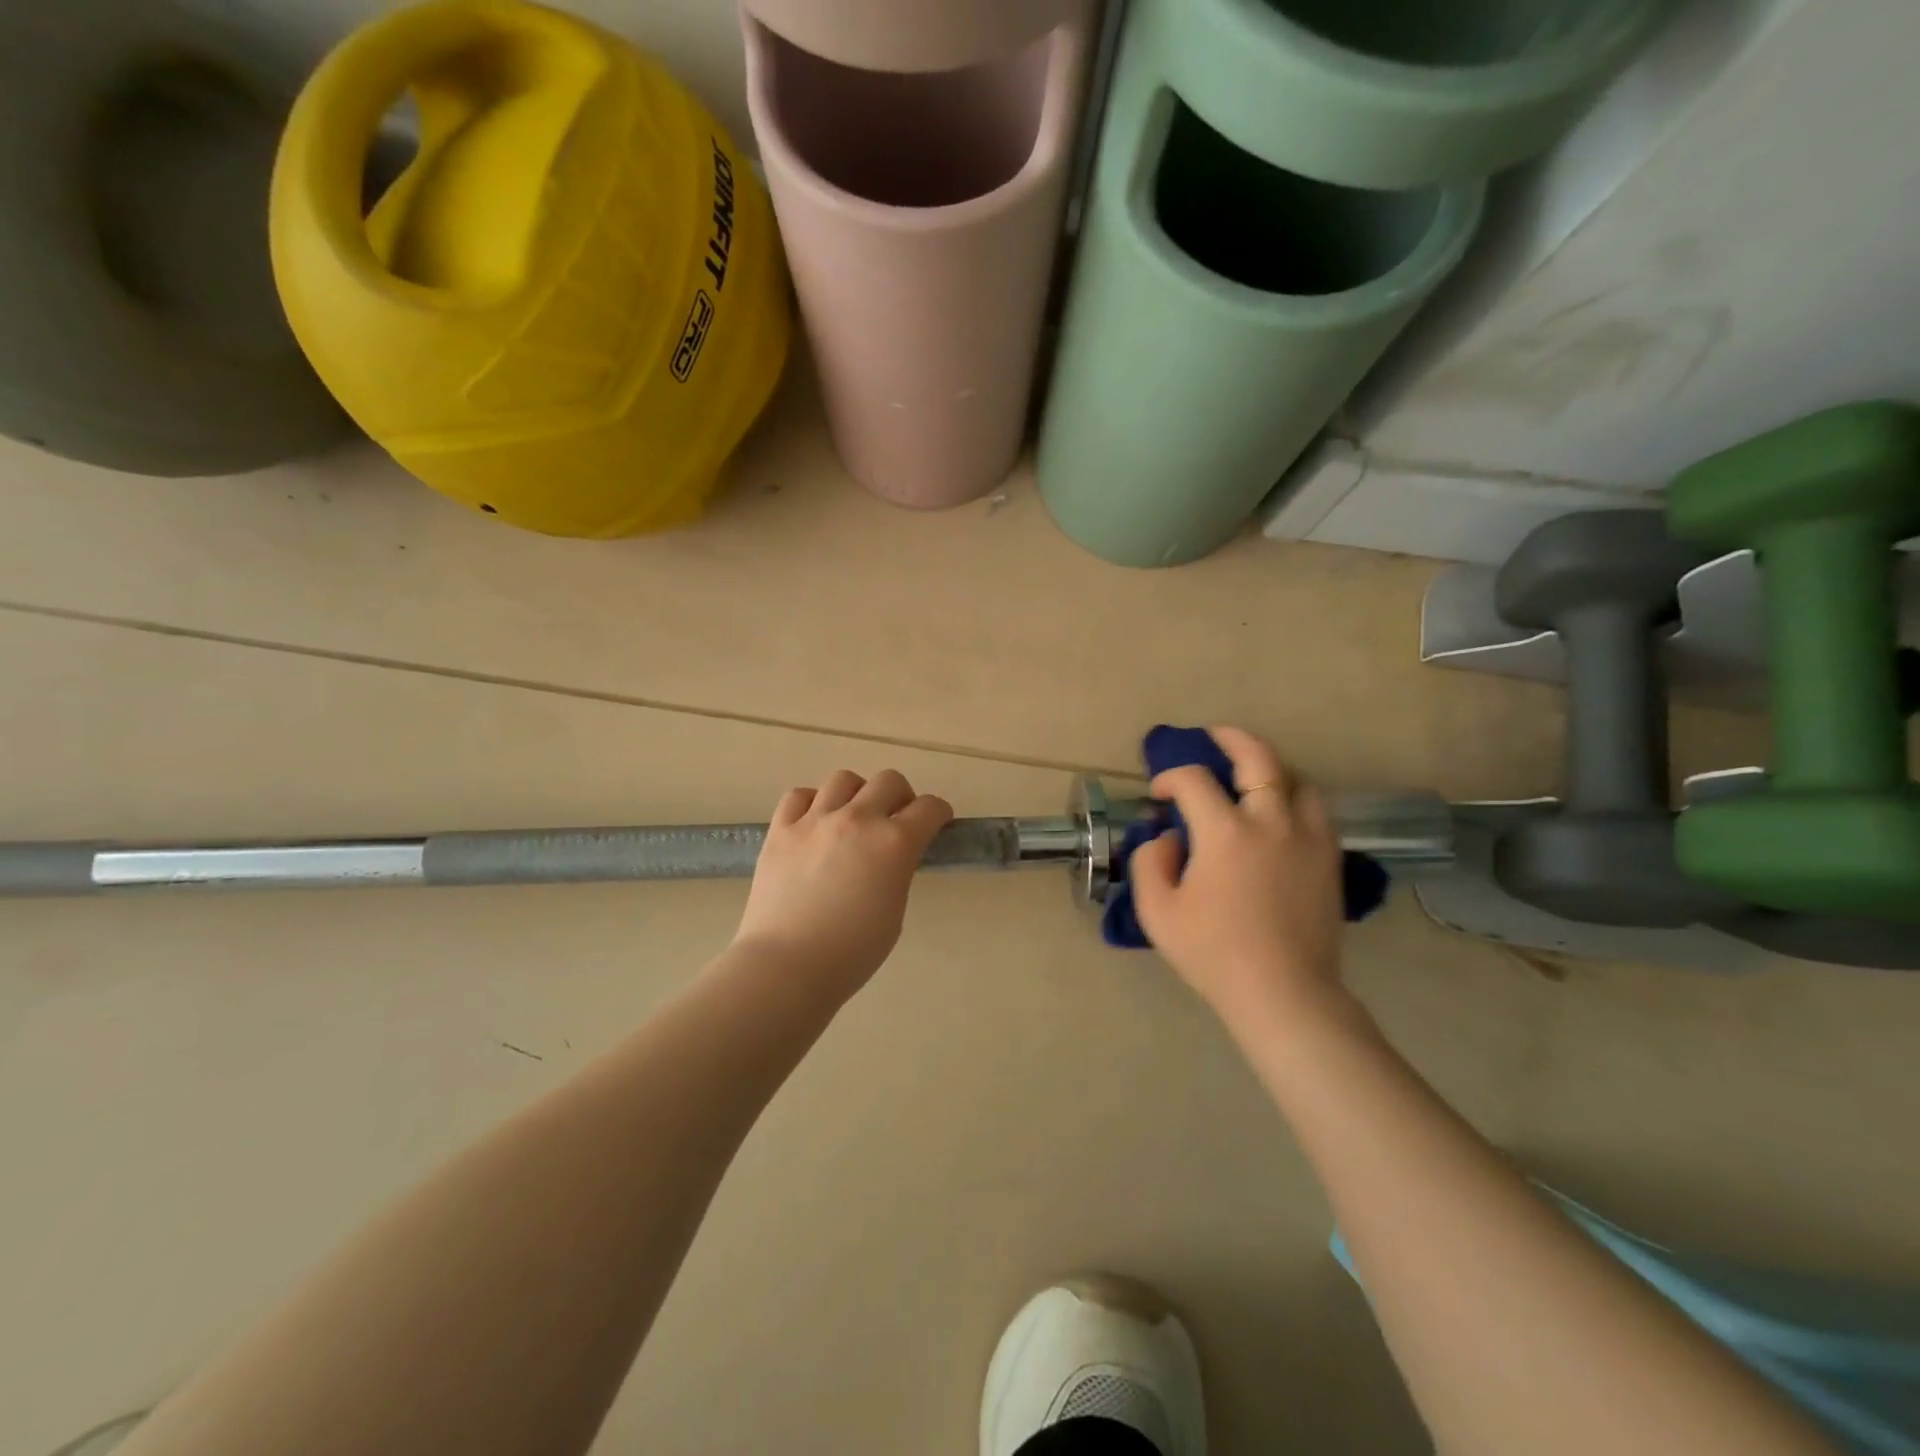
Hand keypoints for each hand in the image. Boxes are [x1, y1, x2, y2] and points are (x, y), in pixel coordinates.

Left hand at [732, 769, 953, 999]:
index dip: (939, 813)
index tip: (937, 822)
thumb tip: (890, 857)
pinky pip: (799, 796)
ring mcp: (815, 820)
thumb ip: (897, 871)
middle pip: (889, 780)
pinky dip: (812, 803)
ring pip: (844, 779)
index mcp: (894, 843)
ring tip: (852, 818)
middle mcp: (858, 820)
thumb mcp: (895, 911)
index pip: (929, 808)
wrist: (787, 966)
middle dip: (901, 796)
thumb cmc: (852, 953)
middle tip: (896, 820)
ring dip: (857, 794)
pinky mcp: (780, 830)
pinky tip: (814, 823)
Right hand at [1131, 727, 1346, 1027]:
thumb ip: (1151, 861)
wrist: (1283, 993)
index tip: (1159, 796)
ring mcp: (1308, 837)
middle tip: (1213, 738)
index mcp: (1226, 833)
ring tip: (1252, 776)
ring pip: (1297, 778)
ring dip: (1270, 768)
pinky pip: (1317, 809)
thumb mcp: (1157, 911)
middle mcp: (1271, 821)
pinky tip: (1280, 813)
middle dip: (1231, 738)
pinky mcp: (1329, 858)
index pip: (1193, 780)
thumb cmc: (1213, 953)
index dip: (1170, 778)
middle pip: (1258, 757)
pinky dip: (1295, 797)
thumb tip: (1168, 837)